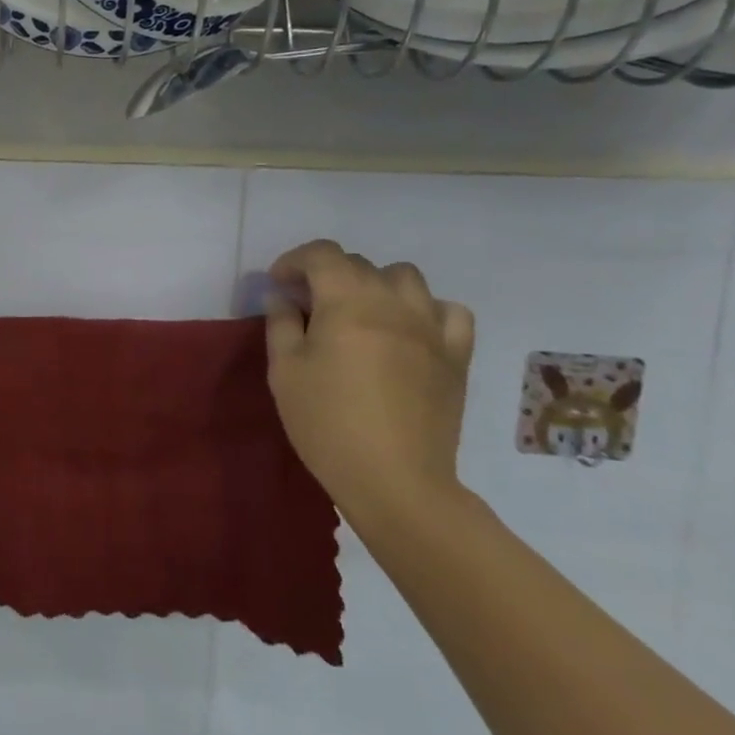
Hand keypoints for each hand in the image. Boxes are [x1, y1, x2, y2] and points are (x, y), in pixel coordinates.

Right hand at [264, 241, 475, 531]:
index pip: (322, 255)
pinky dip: (425, 309)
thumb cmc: (327, 423)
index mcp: (347, 303)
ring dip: (376, 284)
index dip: (294, 260)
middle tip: (308, 305)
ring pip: (406, 278)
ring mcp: (431, 328)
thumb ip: (281, 324)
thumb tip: (283, 297)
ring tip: (359, 312)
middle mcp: (393, 303)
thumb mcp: (285, 371)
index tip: (278, 284)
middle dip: (327, 274)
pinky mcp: (456, 356)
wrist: (394, 479)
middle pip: (359, 264)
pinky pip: (449, 311)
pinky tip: (408, 330)